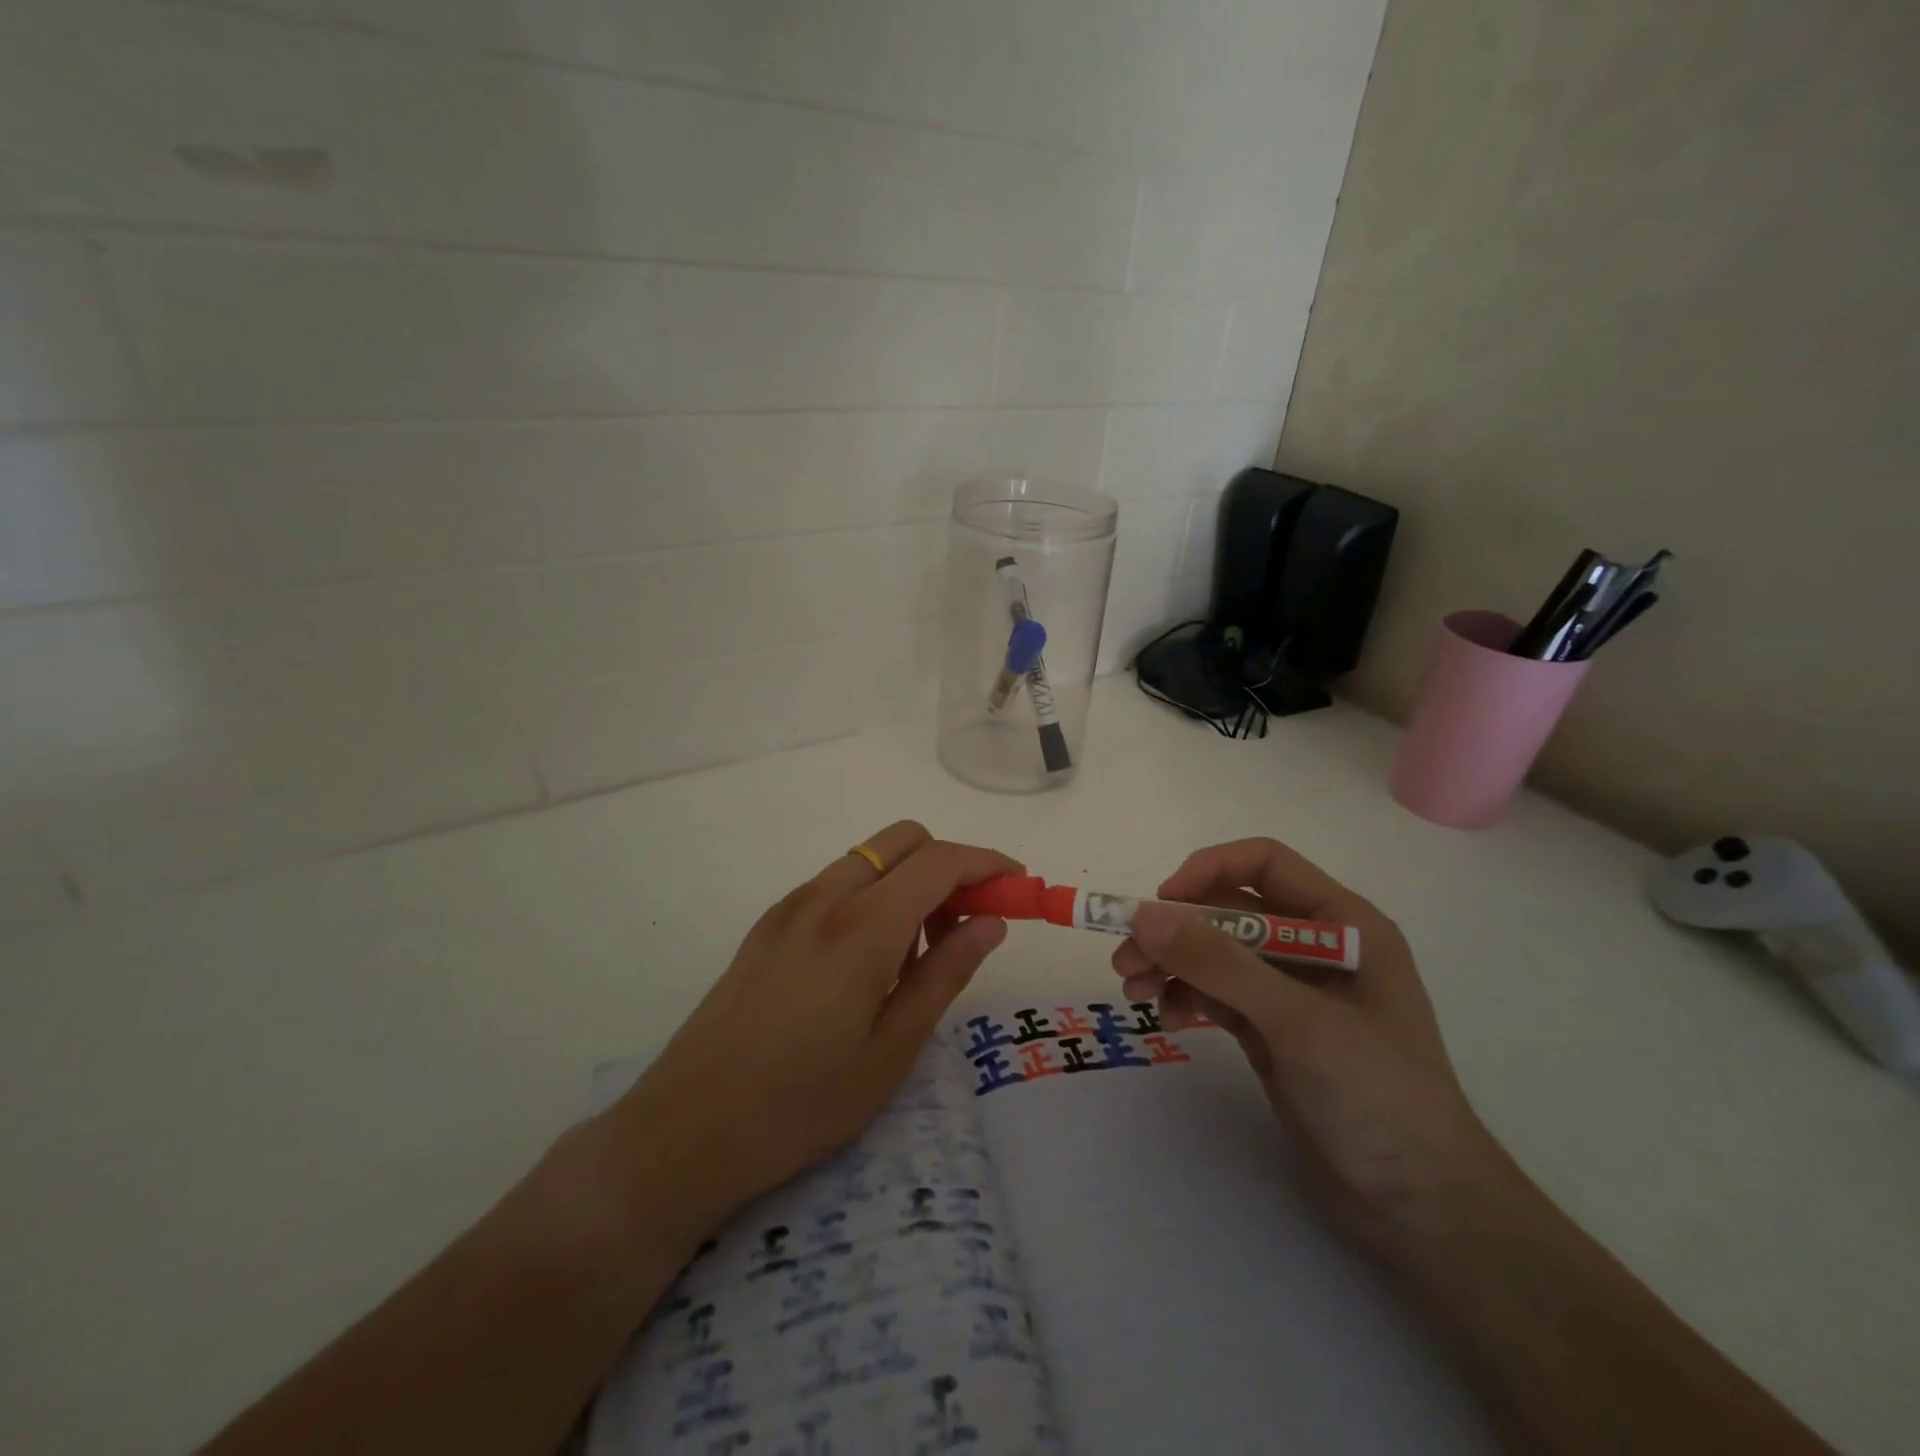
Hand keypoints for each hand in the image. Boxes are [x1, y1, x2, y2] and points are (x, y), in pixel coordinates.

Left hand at [601, 821, 1017, 1239]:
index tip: (1019, 886)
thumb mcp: (893, 1048)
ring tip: (918, 954)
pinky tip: (870, 962)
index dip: (987, 864)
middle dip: (948, 864)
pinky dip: (872, 897)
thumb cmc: (803, 1103)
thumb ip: (947, 973)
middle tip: (967, 922)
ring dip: (909, 881)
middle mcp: (825, 896)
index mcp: (862, 925)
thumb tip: (991, 922)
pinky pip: (837, 885)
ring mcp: (790, 907)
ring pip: (869, 860)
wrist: (686, 1131)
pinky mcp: (768, 925)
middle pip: (903, 840)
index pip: (940, 861)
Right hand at [1114, 838, 1518, 1259]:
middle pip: (1228, 911)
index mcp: (1341, 922)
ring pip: (1215, 954)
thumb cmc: (1377, 1095)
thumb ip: (1220, 964)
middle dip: (1175, 930)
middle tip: (1126, 961)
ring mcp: (1290, 991)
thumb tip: (1144, 915)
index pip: (1264, 863)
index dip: (1209, 870)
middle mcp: (1313, 946)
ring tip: (1134, 990)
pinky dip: (1187, 997)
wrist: (1421, 1207)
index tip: (1160, 904)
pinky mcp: (1271, 1030)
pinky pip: (1216, 993)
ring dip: (1171, 964)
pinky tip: (1168, 1020)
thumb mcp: (1297, 1021)